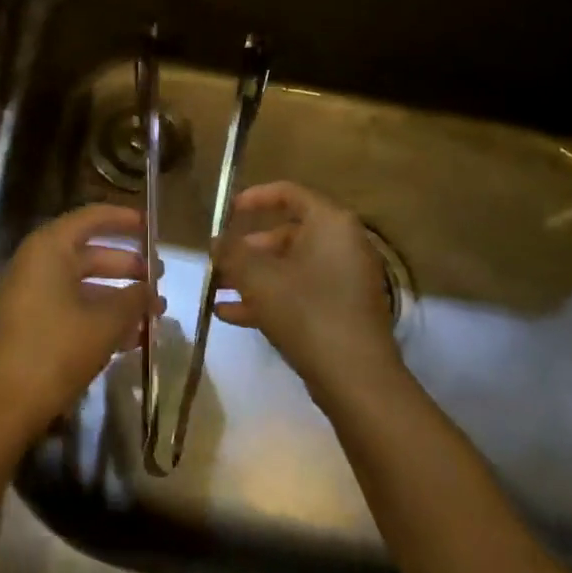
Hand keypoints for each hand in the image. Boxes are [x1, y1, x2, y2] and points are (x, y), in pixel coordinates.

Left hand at [0, 203, 155, 436]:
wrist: (3, 405)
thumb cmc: (56, 349)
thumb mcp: (105, 322)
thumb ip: (133, 299)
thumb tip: (150, 291)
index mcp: (49, 248)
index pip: (92, 218)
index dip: (124, 220)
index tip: (152, 227)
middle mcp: (37, 263)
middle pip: (89, 253)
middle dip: (127, 267)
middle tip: (160, 279)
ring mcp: (30, 295)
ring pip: (83, 285)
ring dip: (118, 297)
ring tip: (154, 314)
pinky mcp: (30, 325)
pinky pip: (72, 308)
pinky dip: (100, 317)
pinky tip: (132, 339)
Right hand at [213, 181, 401, 405]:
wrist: (356, 379)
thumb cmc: (306, 311)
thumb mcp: (257, 277)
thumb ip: (231, 253)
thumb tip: (215, 241)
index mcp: (330, 223)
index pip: (288, 193)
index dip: (253, 198)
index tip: (226, 212)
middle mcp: (343, 244)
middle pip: (287, 233)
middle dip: (247, 248)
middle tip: (219, 260)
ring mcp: (345, 279)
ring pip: (290, 267)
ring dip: (252, 276)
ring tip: (217, 289)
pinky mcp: (342, 310)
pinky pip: (300, 292)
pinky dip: (269, 297)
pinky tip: (230, 314)